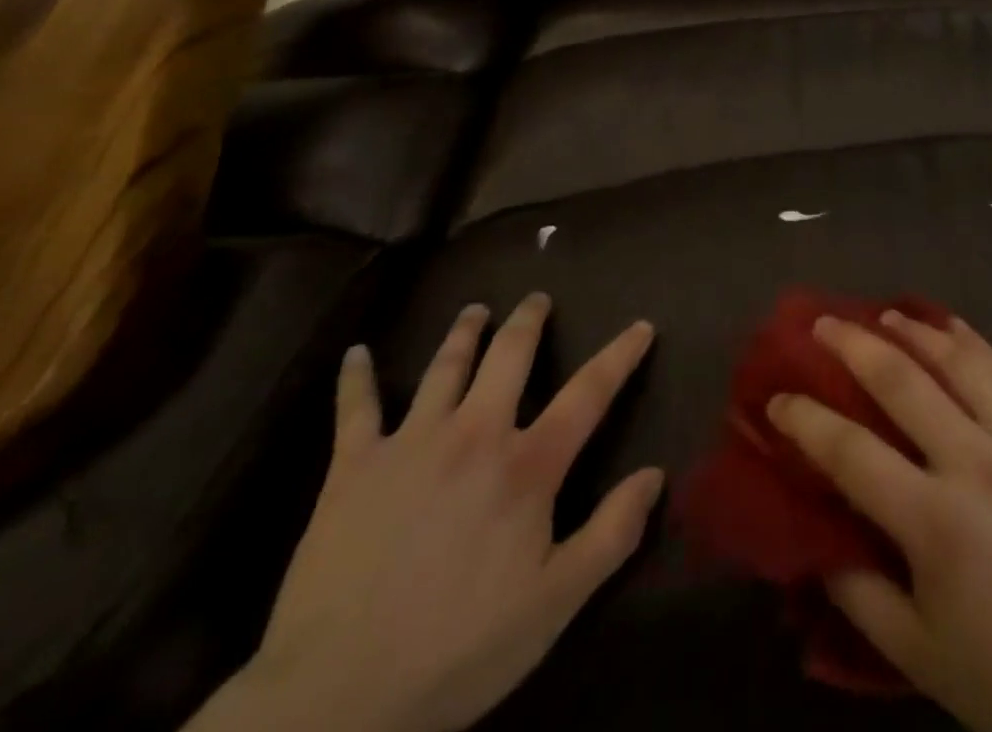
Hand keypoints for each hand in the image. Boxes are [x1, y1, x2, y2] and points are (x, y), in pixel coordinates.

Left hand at [193, 295, 661, 731]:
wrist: (336, 697)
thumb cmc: (458, 649)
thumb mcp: (555, 604)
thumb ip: (611, 534)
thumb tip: (655, 475)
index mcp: (526, 465)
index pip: (588, 393)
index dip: (620, 355)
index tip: (642, 325)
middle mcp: (474, 433)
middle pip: (509, 356)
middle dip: (528, 321)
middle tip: (537, 299)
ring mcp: (410, 443)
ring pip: (444, 367)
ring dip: (464, 332)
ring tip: (475, 310)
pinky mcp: (353, 467)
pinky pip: (355, 409)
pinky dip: (355, 378)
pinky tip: (355, 354)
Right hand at [768, 312, 991, 731]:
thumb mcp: (915, 652)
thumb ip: (854, 588)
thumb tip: (812, 531)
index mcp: (936, 524)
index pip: (851, 452)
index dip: (805, 420)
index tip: (776, 398)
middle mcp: (977, 466)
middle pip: (902, 383)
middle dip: (853, 345)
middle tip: (821, 322)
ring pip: (958, 363)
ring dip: (913, 331)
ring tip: (882, 312)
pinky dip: (973, 343)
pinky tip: (949, 326)